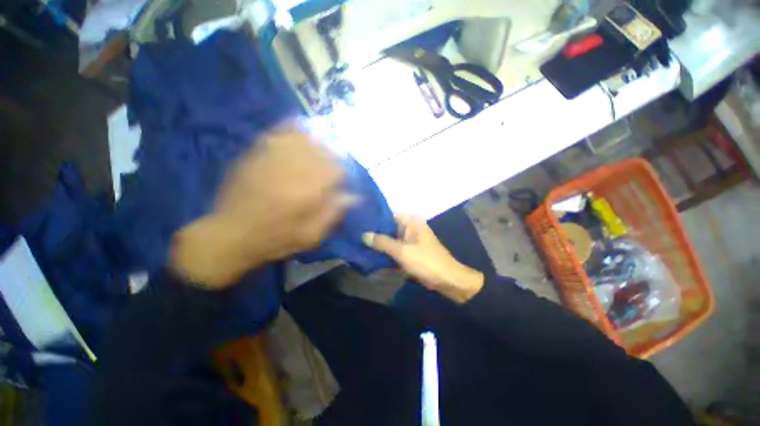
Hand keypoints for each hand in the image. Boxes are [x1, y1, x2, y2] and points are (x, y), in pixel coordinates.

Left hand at [170, 121, 352, 288]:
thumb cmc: (276, 240)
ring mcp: (271, 161)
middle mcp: (291, 172)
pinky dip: (290, 129)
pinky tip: (299, 127)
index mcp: (307, 193)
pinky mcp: (255, 157)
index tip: (342, 180)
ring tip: (323, 142)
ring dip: (317, 140)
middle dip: (332, 154)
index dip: (342, 172)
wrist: (229, 236)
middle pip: (321, 151)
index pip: (335, 170)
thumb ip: (332, 214)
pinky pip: (276, 135)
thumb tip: (353, 196)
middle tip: (335, 161)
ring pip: (301, 140)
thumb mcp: (311, 236)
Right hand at [362, 214, 483, 302]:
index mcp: (410, 221)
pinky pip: (393, 249)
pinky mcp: (408, 251)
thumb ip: (382, 242)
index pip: (387, 215)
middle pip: (387, 228)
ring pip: (389, 239)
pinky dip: (384, 252)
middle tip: (354, 235)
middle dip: (373, 233)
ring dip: (377, 244)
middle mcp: (409, 227)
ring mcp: (408, 240)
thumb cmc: (426, 261)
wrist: (447, 280)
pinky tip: (369, 255)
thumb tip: (363, 234)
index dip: (373, 219)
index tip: (357, 222)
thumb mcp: (402, 251)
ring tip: (358, 244)